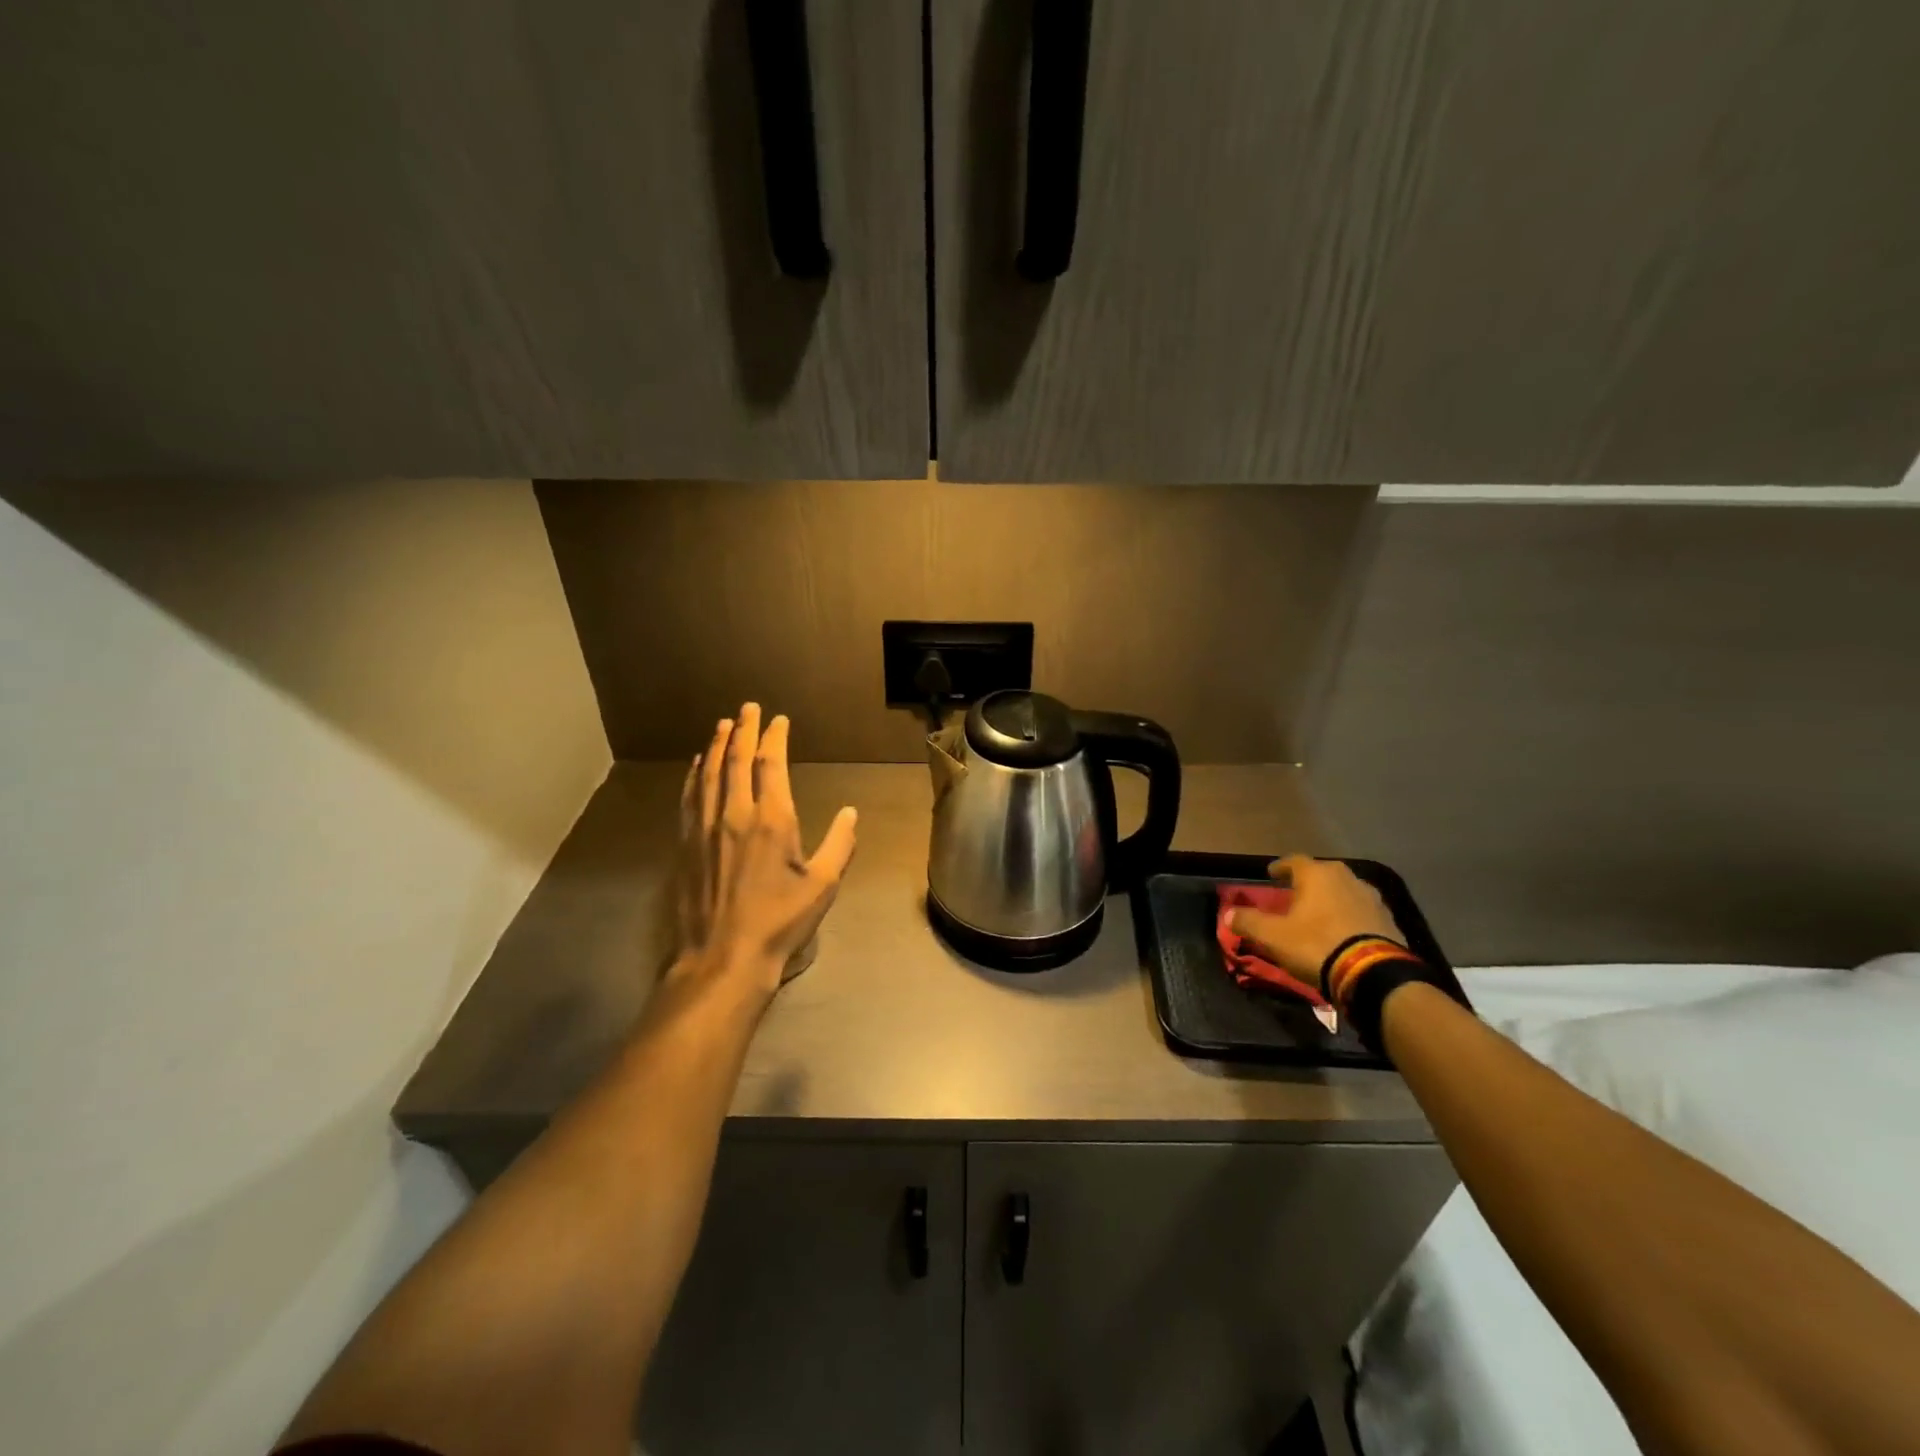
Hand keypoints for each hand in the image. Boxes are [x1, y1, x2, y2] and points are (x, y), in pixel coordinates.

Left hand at [674, 704, 857, 1002]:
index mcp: (772, 820)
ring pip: (709, 774)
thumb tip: (851, 813)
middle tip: (746, 707)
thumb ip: (839, 845)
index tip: (778, 720)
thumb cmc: (780, 922)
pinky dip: (694, 775)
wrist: (723, 957)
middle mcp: (735, 814)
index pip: (770, 765)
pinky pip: (689, 798)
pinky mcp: (686, 845)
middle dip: (742, 729)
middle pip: (735, 760)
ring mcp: (705, 828)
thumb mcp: (822, 886)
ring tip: (721, 725)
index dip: (774, 738)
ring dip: (716, 745)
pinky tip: (696, 766)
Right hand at [1228, 855, 1403, 1001]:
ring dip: (1331, 899)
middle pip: (1322, 874)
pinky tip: (1343, 932)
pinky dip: (1350, 917)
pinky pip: (1361, 912)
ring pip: (1344, 891)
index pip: (1293, 861)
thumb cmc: (1316, 945)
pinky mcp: (1389, 920)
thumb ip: (1248, 922)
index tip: (1271, 875)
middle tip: (1294, 895)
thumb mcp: (1272, 936)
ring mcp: (1372, 898)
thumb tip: (1227, 914)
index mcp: (1317, 874)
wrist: (1374, 975)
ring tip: (1320, 915)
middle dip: (1307, 883)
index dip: (1279, 868)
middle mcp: (1346, 878)